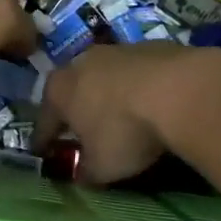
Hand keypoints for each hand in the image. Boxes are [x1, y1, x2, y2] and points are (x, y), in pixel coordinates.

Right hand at [37, 43, 220, 184]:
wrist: (177, 89)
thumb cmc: (124, 131)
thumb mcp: (101, 167)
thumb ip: (86, 172)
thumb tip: (82, 174)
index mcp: (58, 91)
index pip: (44, 122)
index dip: (43, 141)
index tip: (43, 153)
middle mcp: (78, 64)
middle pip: (71, 93)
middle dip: (74, 112)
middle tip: (81, 134)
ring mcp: (113, 50)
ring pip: (102, 78)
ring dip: (106, 96)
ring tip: (118, 117)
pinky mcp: (145, 46)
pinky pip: (132, 73)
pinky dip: (135, 87)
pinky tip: (148, 103)